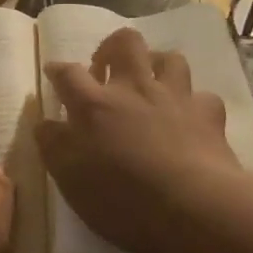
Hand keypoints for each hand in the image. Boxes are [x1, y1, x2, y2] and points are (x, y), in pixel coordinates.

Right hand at [35, 28, 252, 252]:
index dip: (58, 70)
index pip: (67, 73)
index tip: (53, 72)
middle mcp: (134, 89)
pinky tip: (188, 116)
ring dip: (156, 65)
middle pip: (124, 43)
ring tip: (149, 83)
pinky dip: (192, 103)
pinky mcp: (208, 114)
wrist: (194, 208)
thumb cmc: (122, 198)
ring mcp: (174, 98)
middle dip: (112, 47)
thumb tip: (45, 123)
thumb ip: (53, 145)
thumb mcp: (70, 178)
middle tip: (105, 68)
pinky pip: (201, 96)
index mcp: (94, 105)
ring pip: (168, 58)